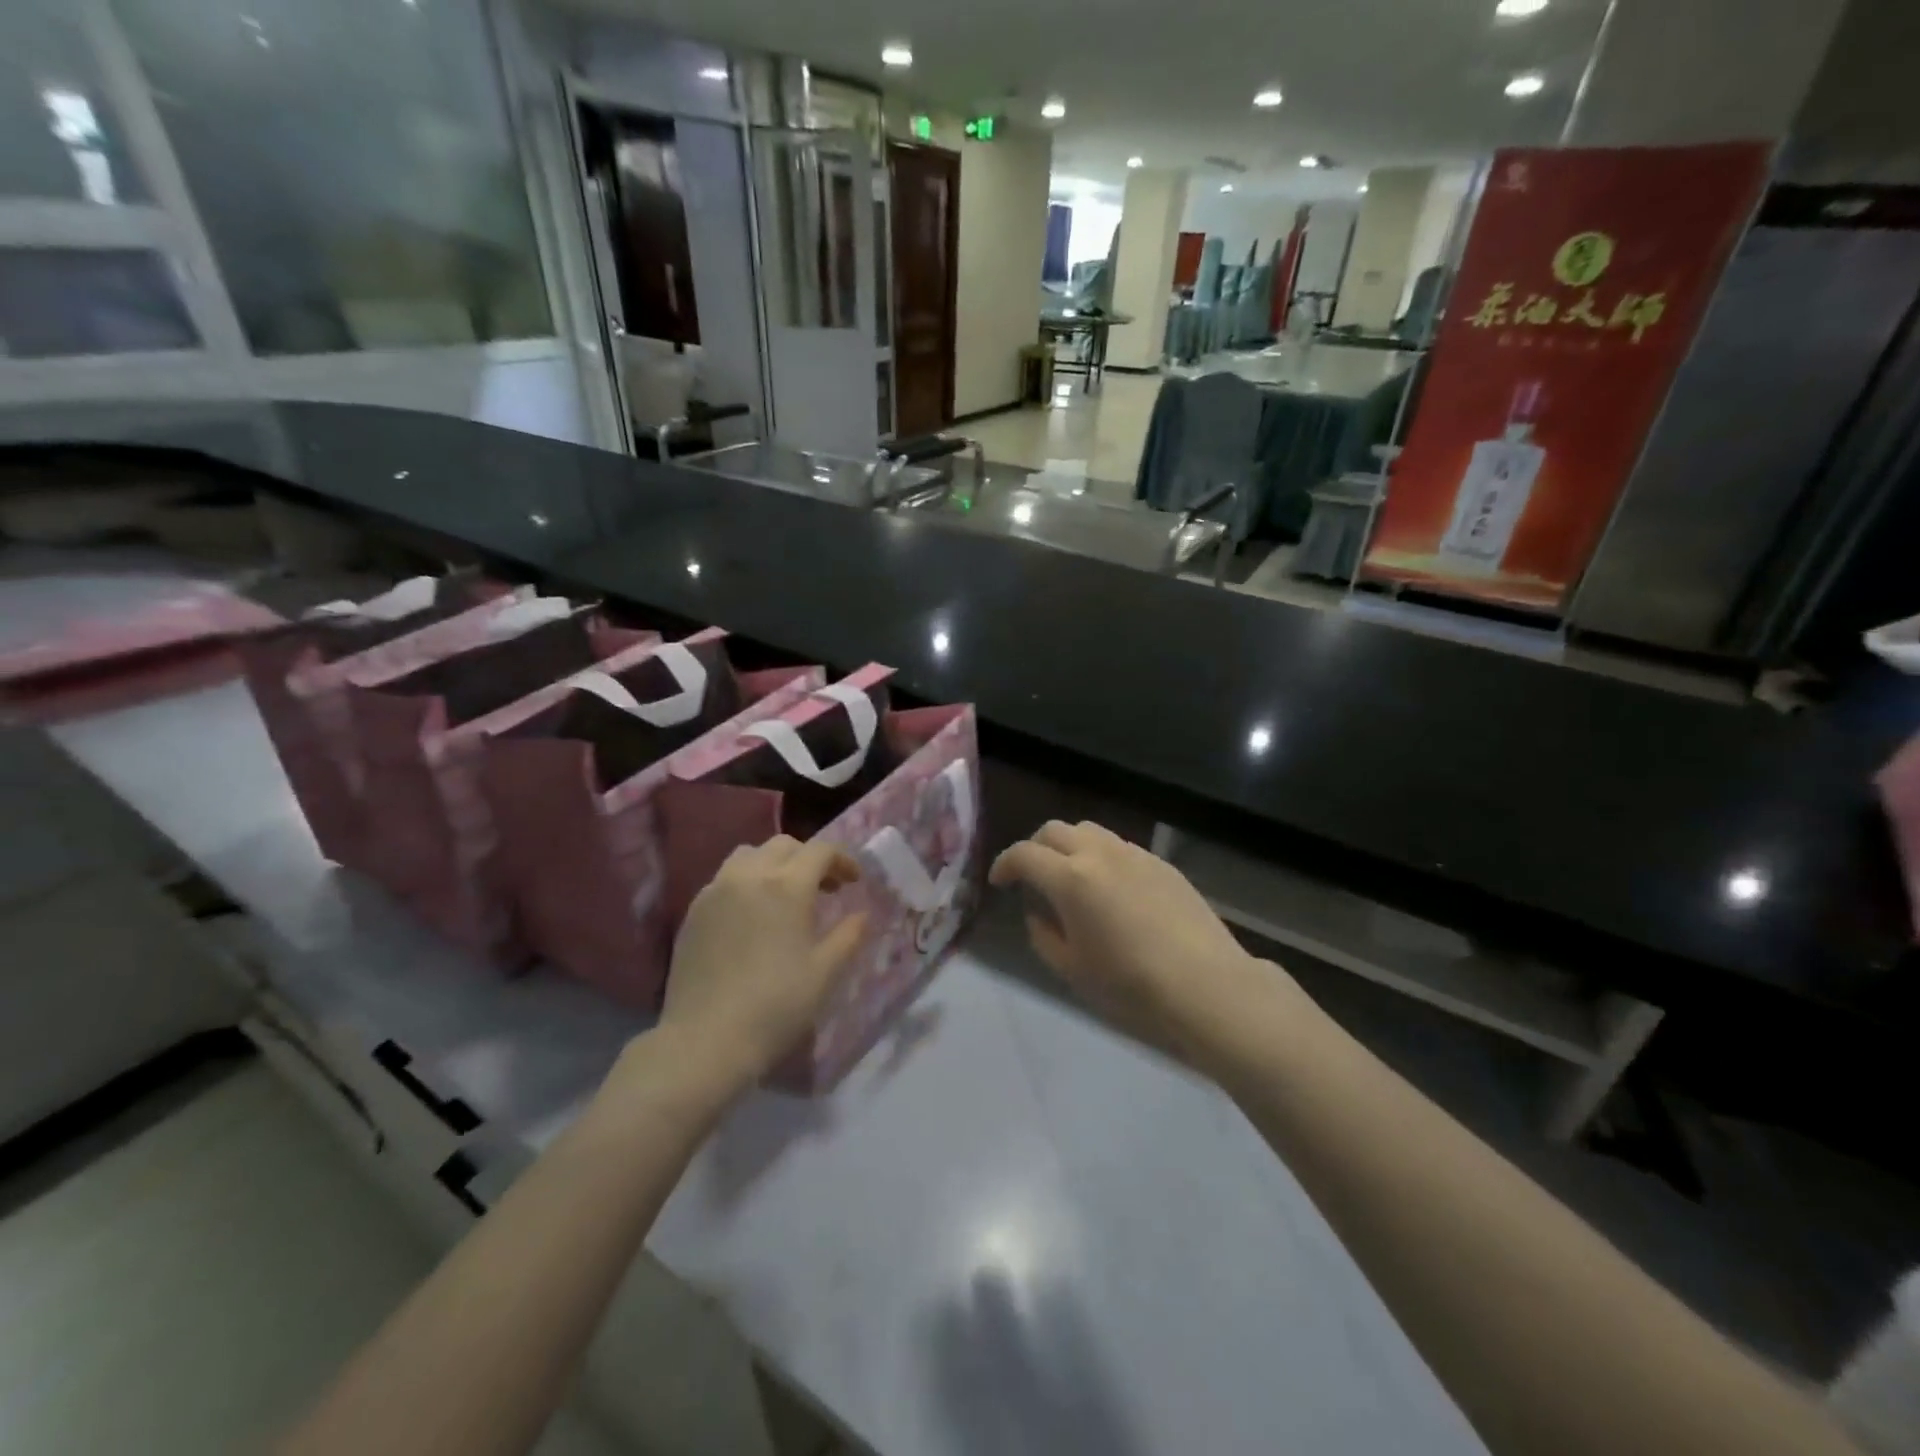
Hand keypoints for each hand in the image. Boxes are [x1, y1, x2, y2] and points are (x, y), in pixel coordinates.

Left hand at [659, 837, 866, 1090]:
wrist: (706, 1040)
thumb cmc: (776, 1006)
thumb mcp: (825, 973)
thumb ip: (849, 936)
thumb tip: (862, 915)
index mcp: (787, 886)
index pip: (820, 851)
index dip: (842, 860)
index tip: (854, 882)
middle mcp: (749, 876)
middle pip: (783, 846)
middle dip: (809, 859)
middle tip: (824, 889)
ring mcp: (715, 891)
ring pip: (749, 856)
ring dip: (773, 865)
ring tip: (784, 896)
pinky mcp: (693, 912)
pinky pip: (724, 879)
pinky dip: (746, 883)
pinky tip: (752, 916)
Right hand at [990, 821, 1267, 1061]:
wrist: (1206, 985)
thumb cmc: (1130, 984)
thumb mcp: (1072, 969)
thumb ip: (1044, 935)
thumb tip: (1039, 913)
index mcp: (1070, 878)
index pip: (1024, 854)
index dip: (1005, 864)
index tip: (1000, 881)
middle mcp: (1100, 854)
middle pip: (1055, 830)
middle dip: (1035, 847)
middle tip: (1030, 874)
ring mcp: (1135, 855)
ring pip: (1090, 831)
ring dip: (1069, 846)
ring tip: (1071, 877)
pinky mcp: (1162, 864)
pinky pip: (1120, 847)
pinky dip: (1101, 856)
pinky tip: (1110, 888)